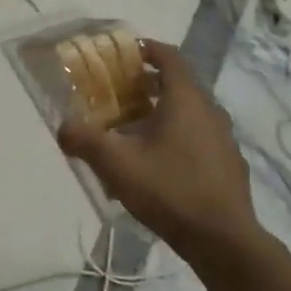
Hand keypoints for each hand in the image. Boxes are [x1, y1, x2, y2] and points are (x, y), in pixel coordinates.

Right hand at [57, 39, 261, 260]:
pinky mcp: (229, 164)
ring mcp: (224, 139)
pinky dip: (178, 136)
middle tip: (118, 94)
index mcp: (185, 99)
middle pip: (178, 84)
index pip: (169, 57)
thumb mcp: (116, 164)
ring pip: (189, 113)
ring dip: (162, 112)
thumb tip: (62, 127)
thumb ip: (85, 141)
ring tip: (133, 130)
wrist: (223, 240)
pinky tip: (158, 163)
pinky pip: (199, 137)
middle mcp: (210, 111)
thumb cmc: (169, 189)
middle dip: (147, 84)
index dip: (147, 49)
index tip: (125, 53)